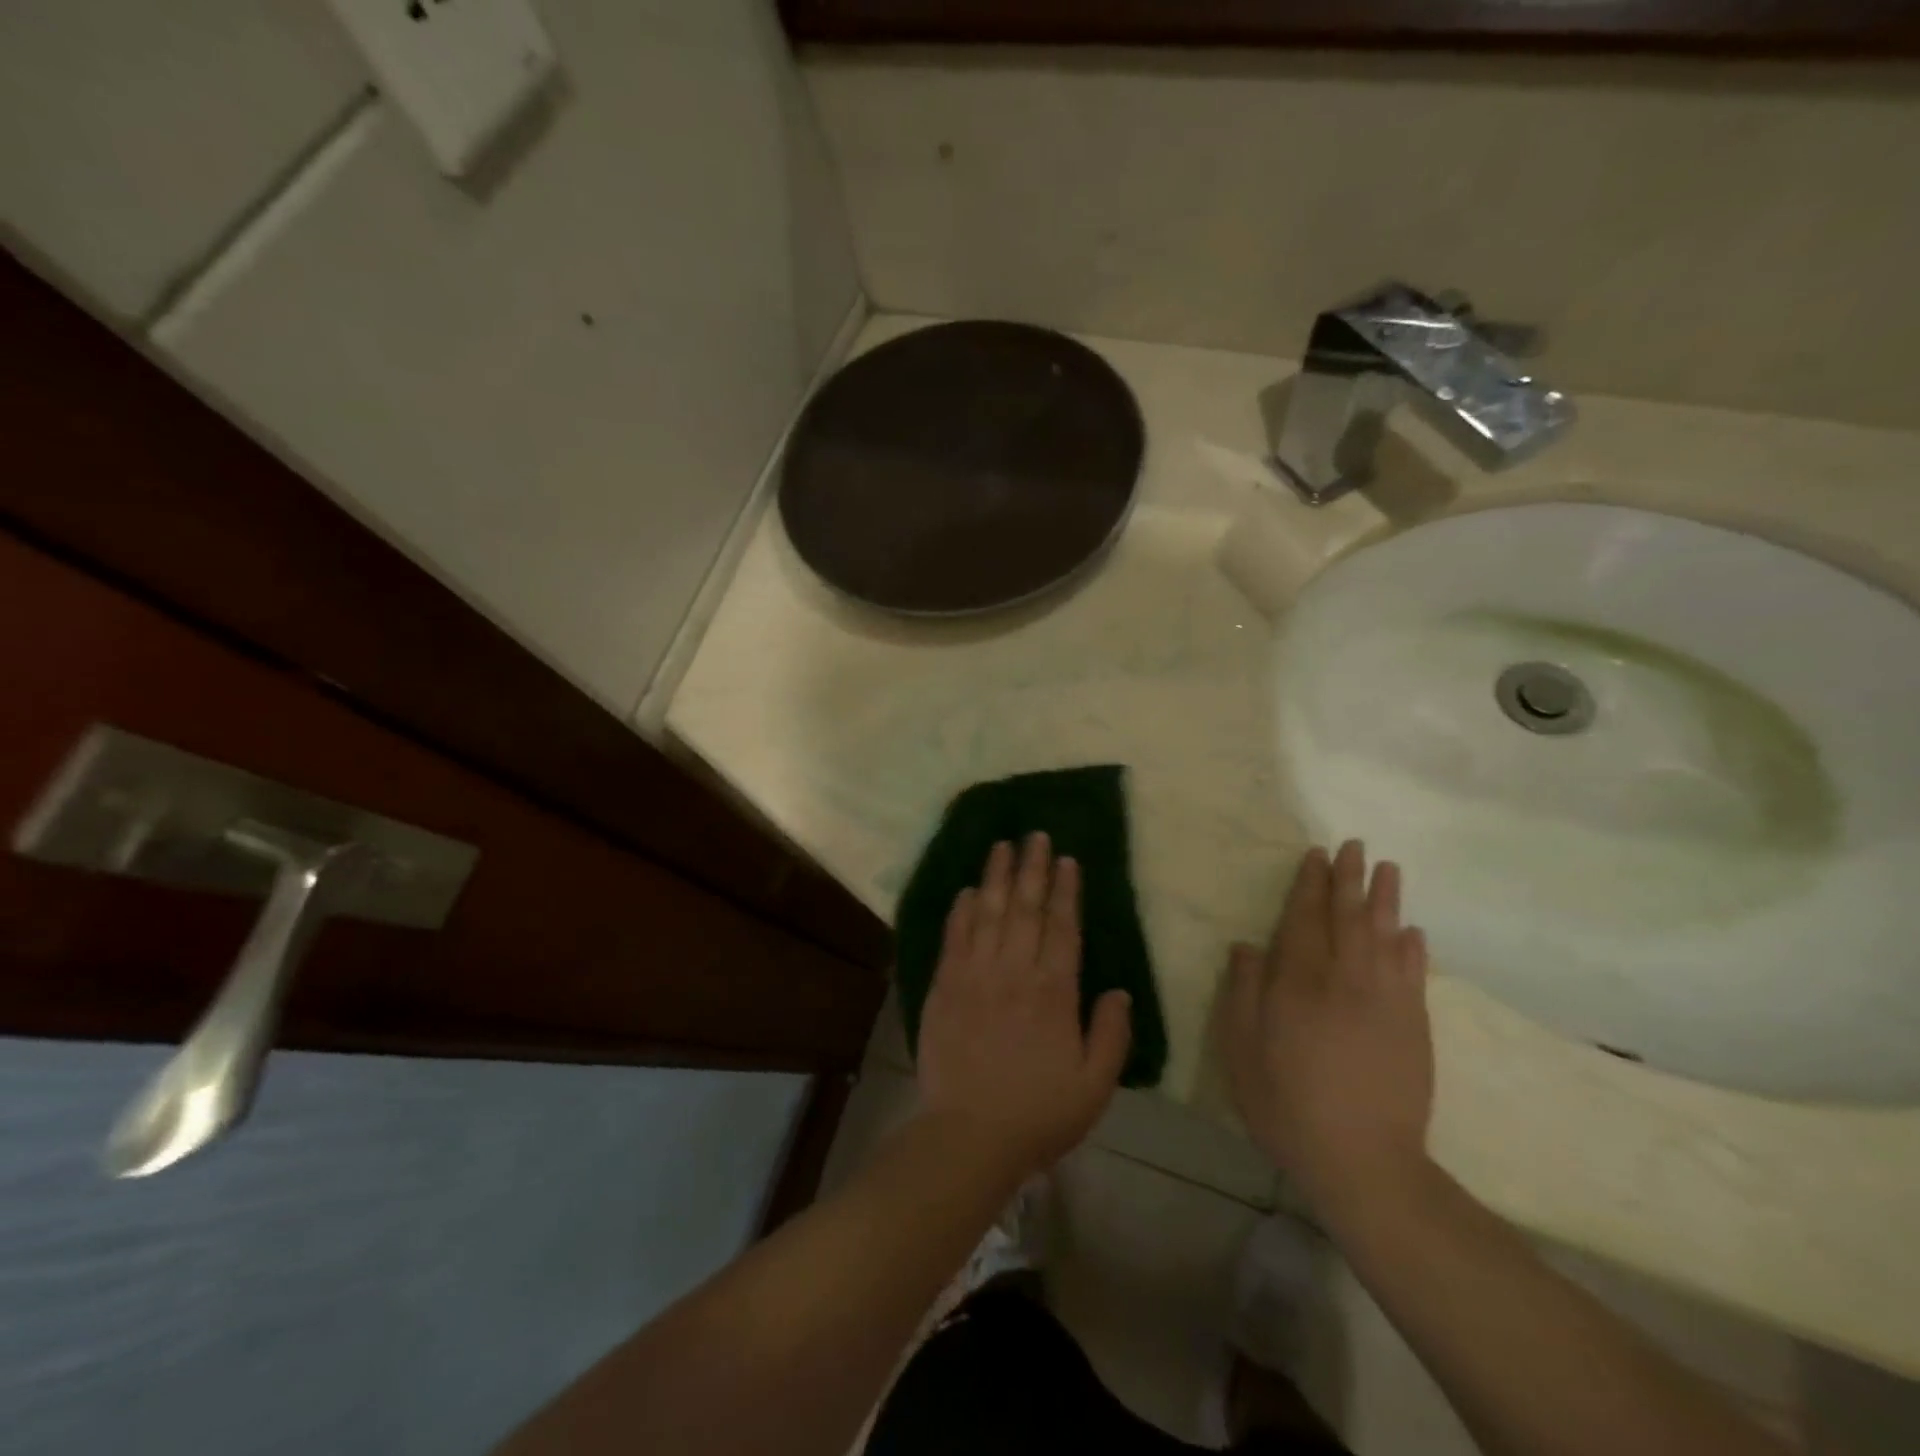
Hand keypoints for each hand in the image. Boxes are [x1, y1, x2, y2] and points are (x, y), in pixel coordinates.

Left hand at [915, 833, 1132, 1180]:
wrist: (969, 1136)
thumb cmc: (1038, 1113)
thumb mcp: (1095, 1085)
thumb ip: (1112, 1034)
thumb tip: (1120, 990)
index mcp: (1054, 991)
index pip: (1062, 927)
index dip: (1065, 890)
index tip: (1066, 859)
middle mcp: (1015, 971)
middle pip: (1025, 908)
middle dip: (1031, 868)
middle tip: (1035, 834)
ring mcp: (975, 975)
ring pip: (988, 913)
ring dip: (996, 876)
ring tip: (1001, 845)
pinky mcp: (944, 986)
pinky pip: (954, 938)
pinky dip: (961, 911)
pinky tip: (967, 890)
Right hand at [1219, 841, 1433, 1216]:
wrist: (1362, 1161)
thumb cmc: (1286, 1103)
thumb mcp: (1241, 1049)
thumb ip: (1243, 991)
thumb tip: (1247, 945)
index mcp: (1298, 982)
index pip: (1304, 919)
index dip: (1309, 885)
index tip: (1316, 855)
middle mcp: (1344, 979)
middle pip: (1347, 917)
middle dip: (1350, 879)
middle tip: (1355, 846)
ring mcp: (1386, 1001)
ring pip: (1385, 936)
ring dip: (1386, 900)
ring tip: (1389, 869)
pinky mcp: (1414, 1026)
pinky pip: (1414, 974)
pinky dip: (1413, 947)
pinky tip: (1412, 930)